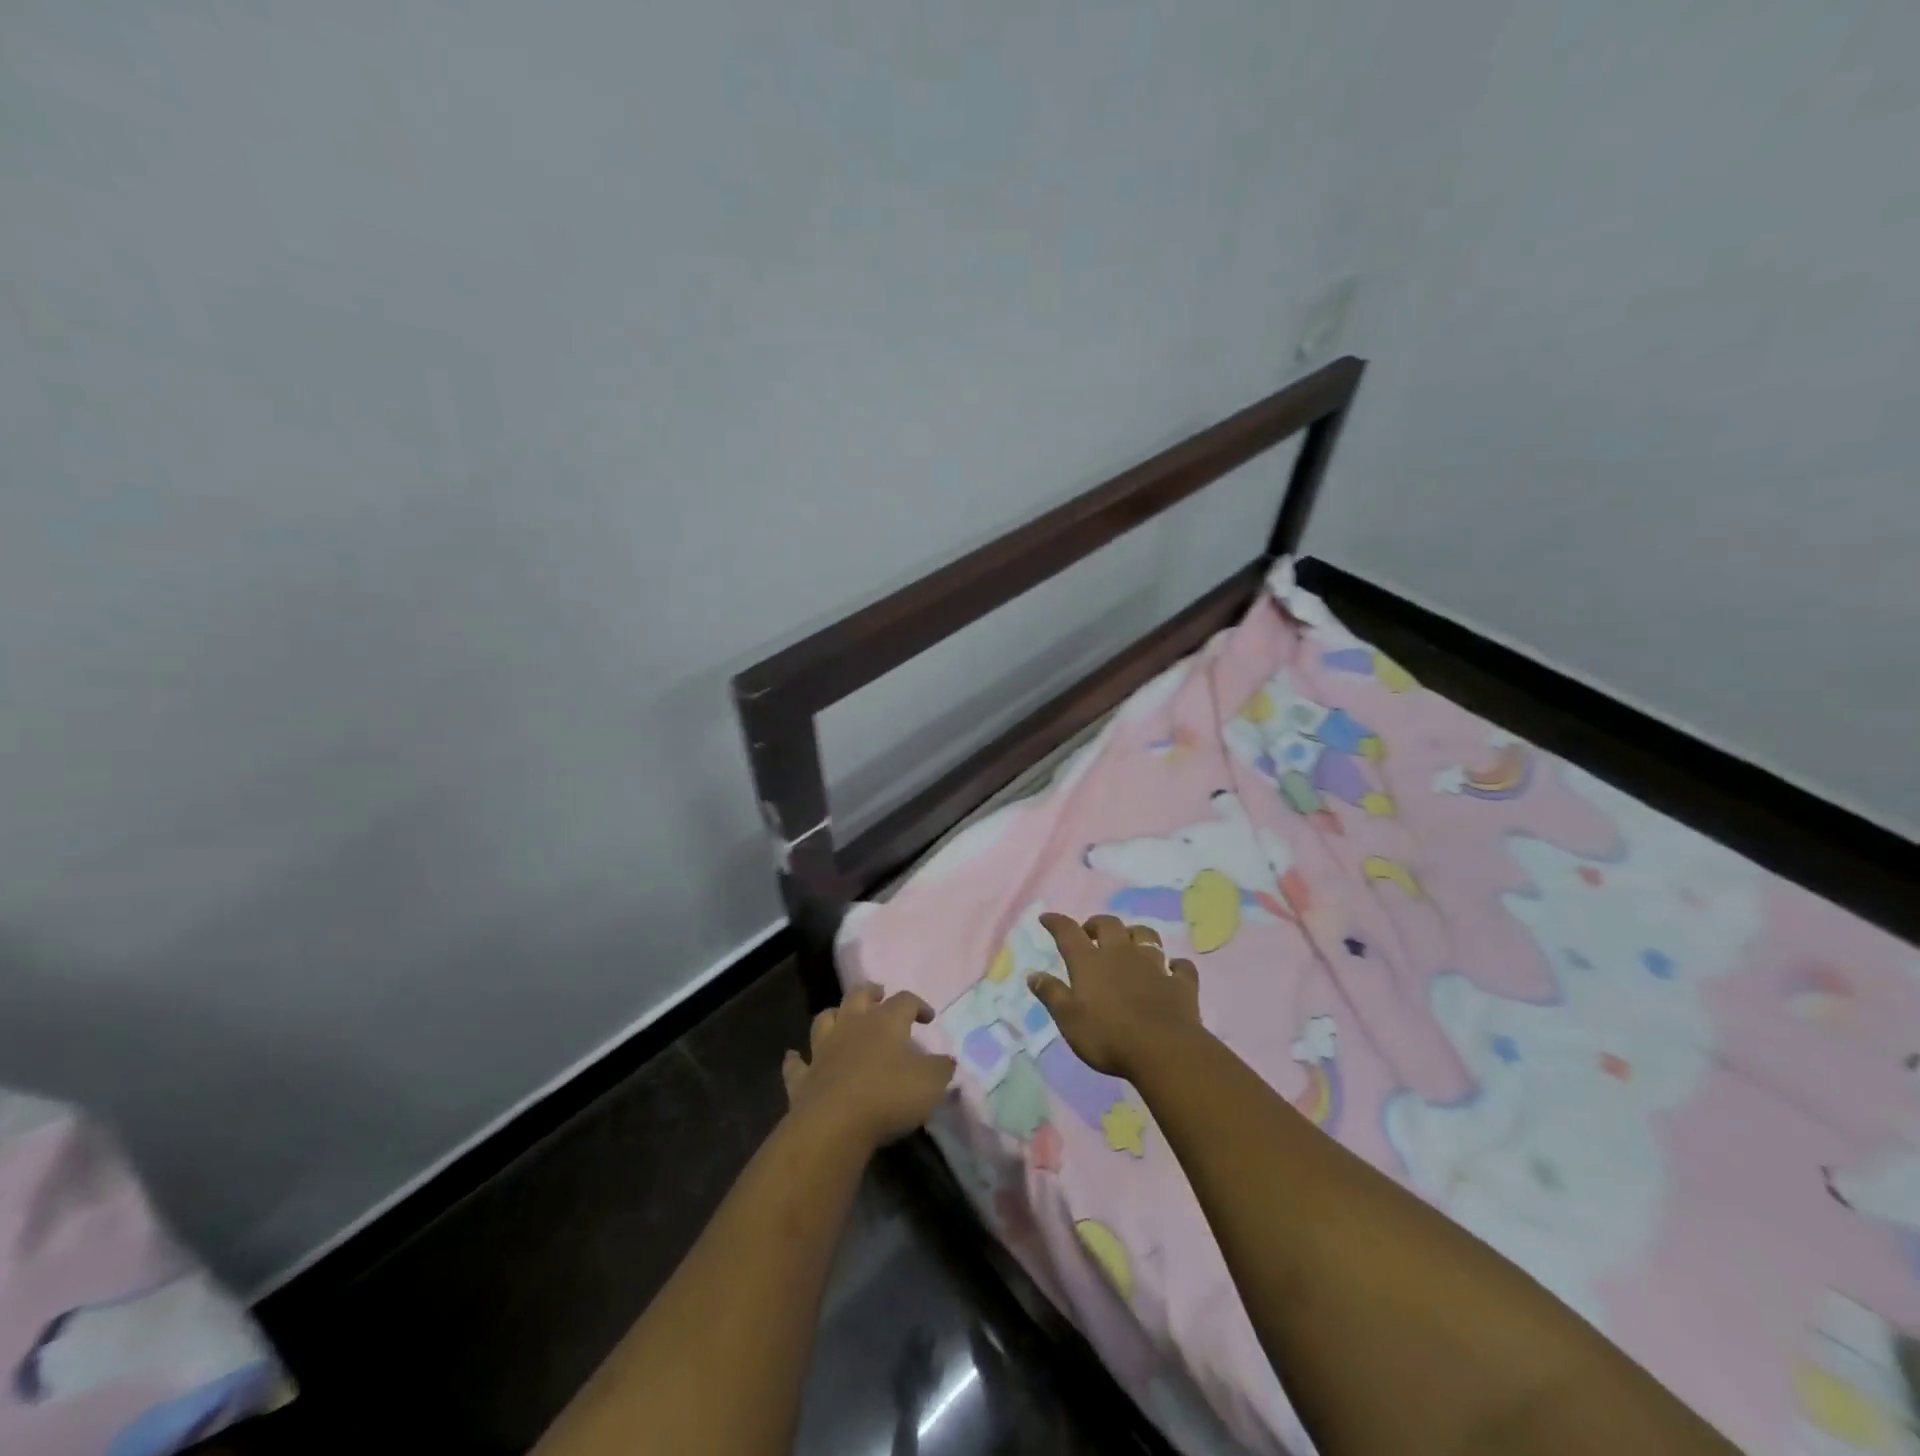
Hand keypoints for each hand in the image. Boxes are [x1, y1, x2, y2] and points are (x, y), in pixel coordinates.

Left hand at [781, 985, 956, 1150]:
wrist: (834, 1123)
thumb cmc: (889, 1096)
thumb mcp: (930, 1084)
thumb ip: (942, 1069)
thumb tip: (948, 1060)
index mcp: (886, 1022)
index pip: (905, 1001)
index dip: (918, 1004)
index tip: (928, 1017)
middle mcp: (852, 1026)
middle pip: (859, 995)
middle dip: (871, 992)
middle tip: (880, 994)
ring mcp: (823, 1049)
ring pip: (824, 1019)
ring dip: (833, 1016)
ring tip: (841, 1018)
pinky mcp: (802, 1077)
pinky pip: (795, 1064)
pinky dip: (795, 1059)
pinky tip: (794, 1057)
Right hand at [1028, 914, 1201, 1078]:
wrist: (1163, 1050)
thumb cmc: (1107, 1036)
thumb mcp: (1069, 1020)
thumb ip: (1051, 994)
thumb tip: (1032, 974)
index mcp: (1090, 962)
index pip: (1068, 932)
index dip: (1056, 922)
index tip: (1046, 918)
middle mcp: (1121, 955)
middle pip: (1109, 925)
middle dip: (1097, 924)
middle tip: (1090, 933)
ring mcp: (1154, 966)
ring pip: (1145, 936)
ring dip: (1135, 935)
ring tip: (1129, 944)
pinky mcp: (1180, 984)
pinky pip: (1181, 966)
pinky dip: (1175, 966)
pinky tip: (1173, 970)